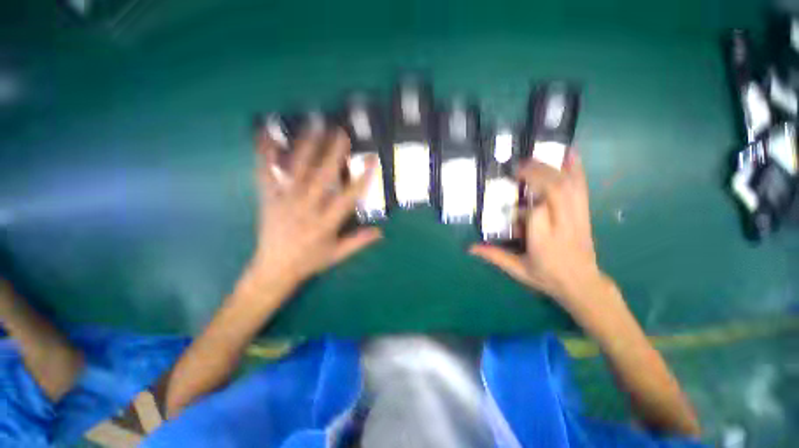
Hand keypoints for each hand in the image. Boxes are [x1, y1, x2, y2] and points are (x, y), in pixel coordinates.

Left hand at [245, 127, 381, 296]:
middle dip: (333, 154)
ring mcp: (284, 201)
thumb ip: (358, 242)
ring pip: (296, 170)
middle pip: (322, 177)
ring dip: (306, 147)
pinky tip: (266, 136)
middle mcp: (306, 209)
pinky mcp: (268, 199)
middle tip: (341, 133)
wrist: (274, 269)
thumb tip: (381, 232)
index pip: (348, 197)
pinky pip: (265, 174)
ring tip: (314, 126)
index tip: (371, 161)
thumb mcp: (337, 255)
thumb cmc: (309, 261)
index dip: (362, 178)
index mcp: (325, 224)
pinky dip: (264, 154)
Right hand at [471, 153, 604, 312]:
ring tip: (534, 159)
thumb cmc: (547, 276)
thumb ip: (494, 256)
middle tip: (517, 168)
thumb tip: (470, 248)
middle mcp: (563, 226)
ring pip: (568, 187)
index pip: (537, 214)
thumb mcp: (517, 270)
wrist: (582, 283)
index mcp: (545, 242)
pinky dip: (577, 169)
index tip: (513, 204)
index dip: (525, 204)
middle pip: (555, 192)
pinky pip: (582, 188)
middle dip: (536, 174)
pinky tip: (570, 153)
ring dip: (551, 168)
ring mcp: (578, 217)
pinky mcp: (584, 213)